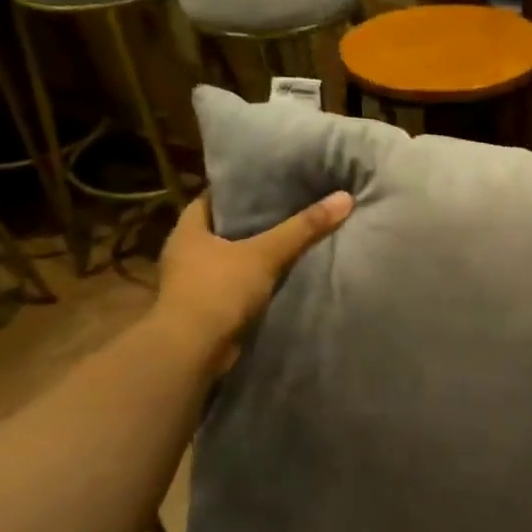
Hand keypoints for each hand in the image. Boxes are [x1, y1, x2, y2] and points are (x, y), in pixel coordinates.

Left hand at [150, 192, 353, 364]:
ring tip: (296, 236)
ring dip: (258, 251)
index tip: (275, 182)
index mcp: (188, 228)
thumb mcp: (265, 253)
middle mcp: (187, 250)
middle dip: (258, 219)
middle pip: (227, 226)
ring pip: (233, 255)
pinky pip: (238, 281)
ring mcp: (195, 280)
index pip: (216, 196)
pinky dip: (258, 276)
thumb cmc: (219, 290)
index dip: (244, 188)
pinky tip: (286, 271)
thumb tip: (344, 197)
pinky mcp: (208, 305)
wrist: (193, 350)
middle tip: (295, 206)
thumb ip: (303, 228)